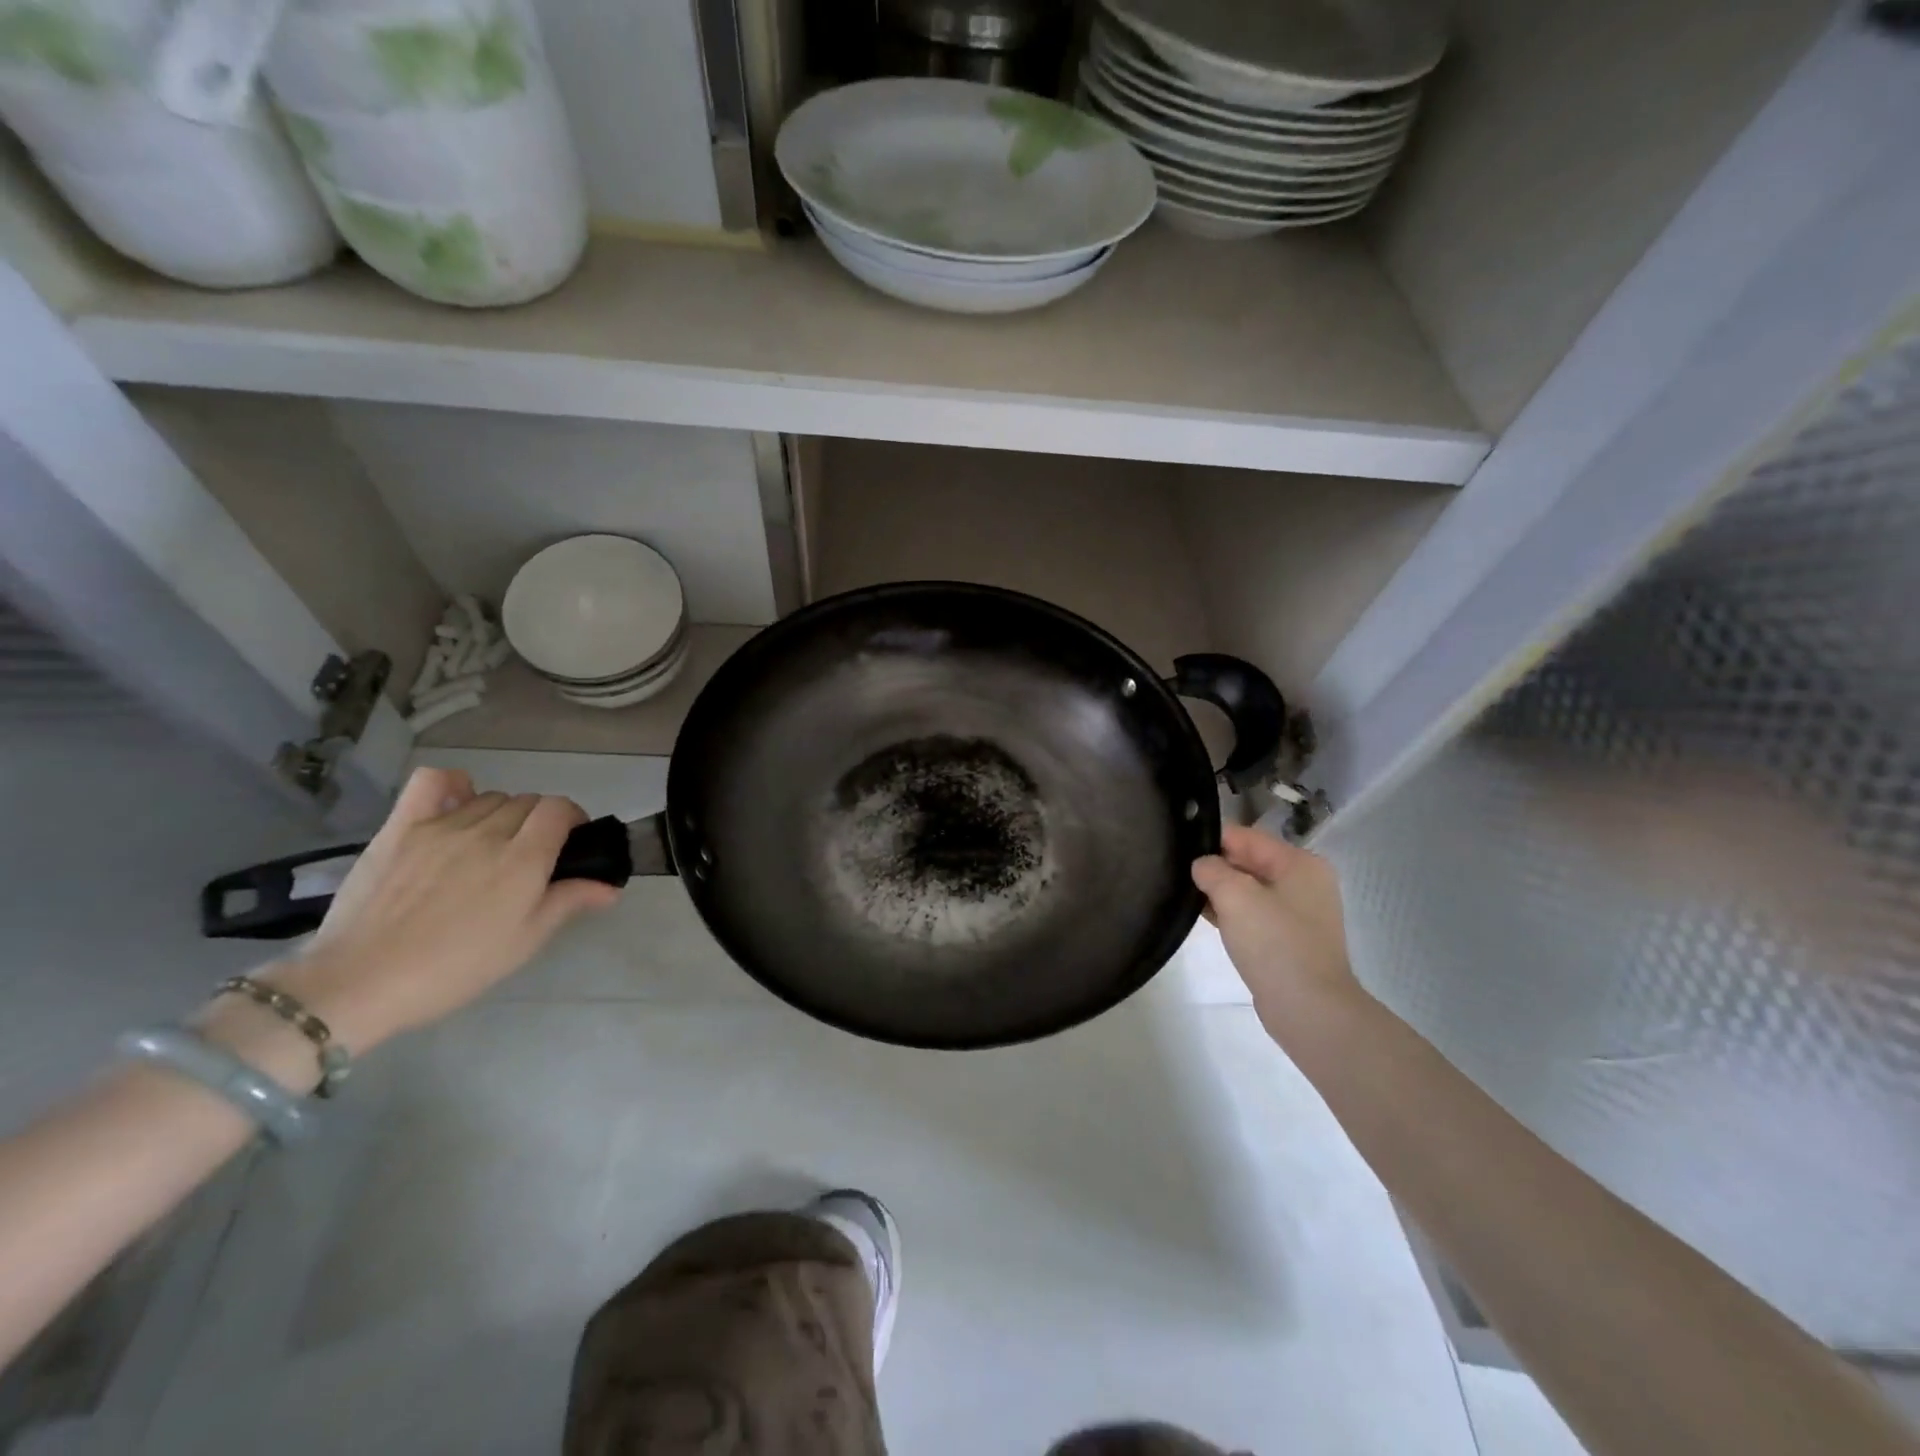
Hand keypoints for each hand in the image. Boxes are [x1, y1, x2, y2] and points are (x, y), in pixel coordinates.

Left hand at [264, 767, 619, 1050]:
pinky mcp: (401, 827)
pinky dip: (454, 785)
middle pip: (527, 802)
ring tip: (489, 845)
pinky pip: (433, 782)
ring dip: (501, 814)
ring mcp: (441, 826)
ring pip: (490, 798)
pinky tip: (456, 804)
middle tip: (529, 857)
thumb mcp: (524, 942)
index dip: (572, 819)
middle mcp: (487, 832)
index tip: (569, 843)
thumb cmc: (455, 968)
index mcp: (523, 859)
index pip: (559, 809)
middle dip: (538, 822)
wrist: (359, 983)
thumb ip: (569, 902)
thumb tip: (610, 886)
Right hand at [1192, 826, 1362, 1045]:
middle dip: (1215, 867)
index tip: (1178, 852)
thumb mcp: (1235, 895)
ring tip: (1185, 897)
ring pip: (1247, 890)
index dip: (1210, 841)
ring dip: (1220, 893)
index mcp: (1299, 863)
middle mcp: (1303, 882)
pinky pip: (1252, 915)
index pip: (1245, 836)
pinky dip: (1230, 914)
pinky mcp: (1287, 940)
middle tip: (1177, 875)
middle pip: (1247, 861)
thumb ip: (1212, 870)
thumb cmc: (1274, 943)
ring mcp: (1298, 914)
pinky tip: (1204, 918)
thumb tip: (1202, 866)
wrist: (1308, 1008)